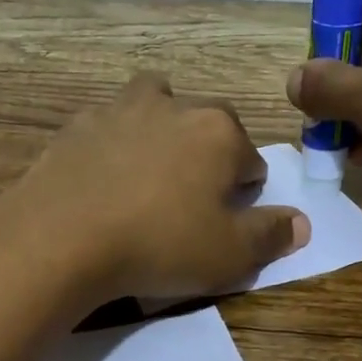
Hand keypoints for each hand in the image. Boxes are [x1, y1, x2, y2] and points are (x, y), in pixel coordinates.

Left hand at [0, 73, 308, 303]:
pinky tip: (102, 182)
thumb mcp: (230, 255)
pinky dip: (113, 146)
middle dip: (207, 154)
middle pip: (206, 124)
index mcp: (219, 132)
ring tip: (149, 174)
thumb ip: (271, 235)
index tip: (228, 220)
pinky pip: (106, 128)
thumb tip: (301, 223)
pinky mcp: (75, 127)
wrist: (61, 238)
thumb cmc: (159, 244)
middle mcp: (173, 107)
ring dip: (160, 130)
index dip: (245, 191)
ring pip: (154, 106)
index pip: (251, 158)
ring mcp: (118, 110)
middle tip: (190, 200)